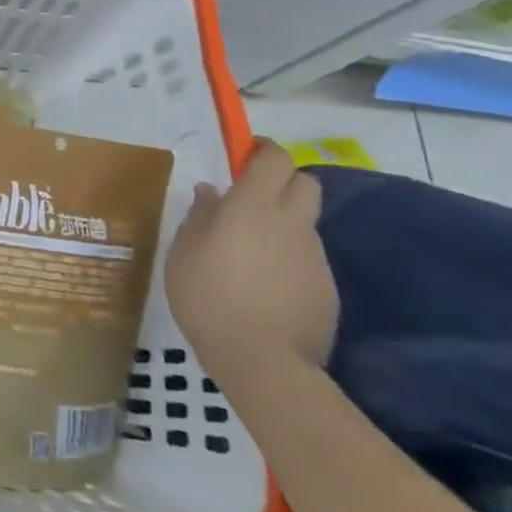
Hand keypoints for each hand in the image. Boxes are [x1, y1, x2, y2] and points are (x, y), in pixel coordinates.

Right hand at [164, 140, 336, 381]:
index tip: (243, 154)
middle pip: (305, 183)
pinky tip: (264, 283)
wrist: (263, 361)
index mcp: (253, 207)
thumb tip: (211, 193)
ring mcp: (315, 257)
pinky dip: (288, 257)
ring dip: (282, 222)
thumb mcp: (184, 251)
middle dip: (282, 181)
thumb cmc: (208, 296)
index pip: (275, 160)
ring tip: (248, 249)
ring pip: (305, 222)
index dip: (263, 150)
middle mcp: (291, 224)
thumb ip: (200, 216)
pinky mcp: (327, 287)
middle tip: (250, 197)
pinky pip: (306, 256)